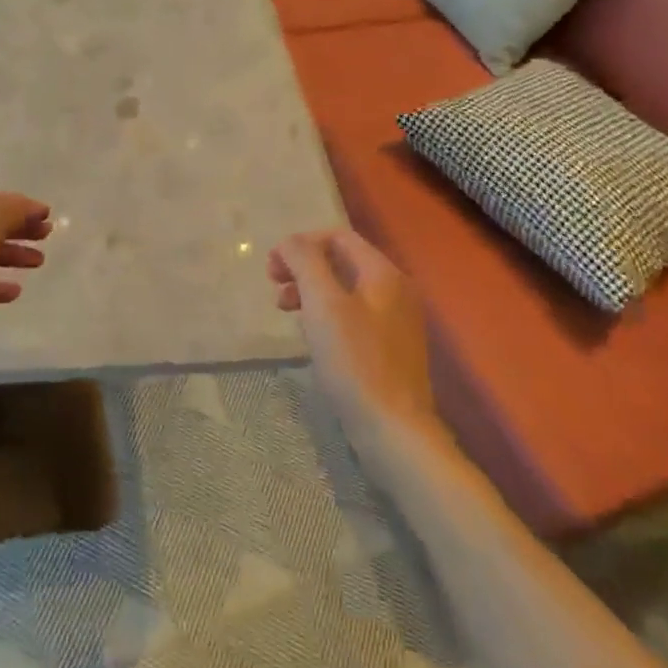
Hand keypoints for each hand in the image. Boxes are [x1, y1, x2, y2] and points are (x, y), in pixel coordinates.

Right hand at [269, 229, 435, 428]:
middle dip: (304, 268)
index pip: (338, 237)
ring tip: (286, 312)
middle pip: (341, 262)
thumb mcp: (324, 304)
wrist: (394, 430)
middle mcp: (395, 291)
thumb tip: (291, 242)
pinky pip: (352, 316)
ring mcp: (395, 322)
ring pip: (345, 291)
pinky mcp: (389, 349)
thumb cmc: (355, 361)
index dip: (302, 244)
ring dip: (311, 292)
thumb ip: (306, 262)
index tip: (272, 267)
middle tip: (274, 287)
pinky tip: (311, 336)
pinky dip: (326, 315)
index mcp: (384, 274)